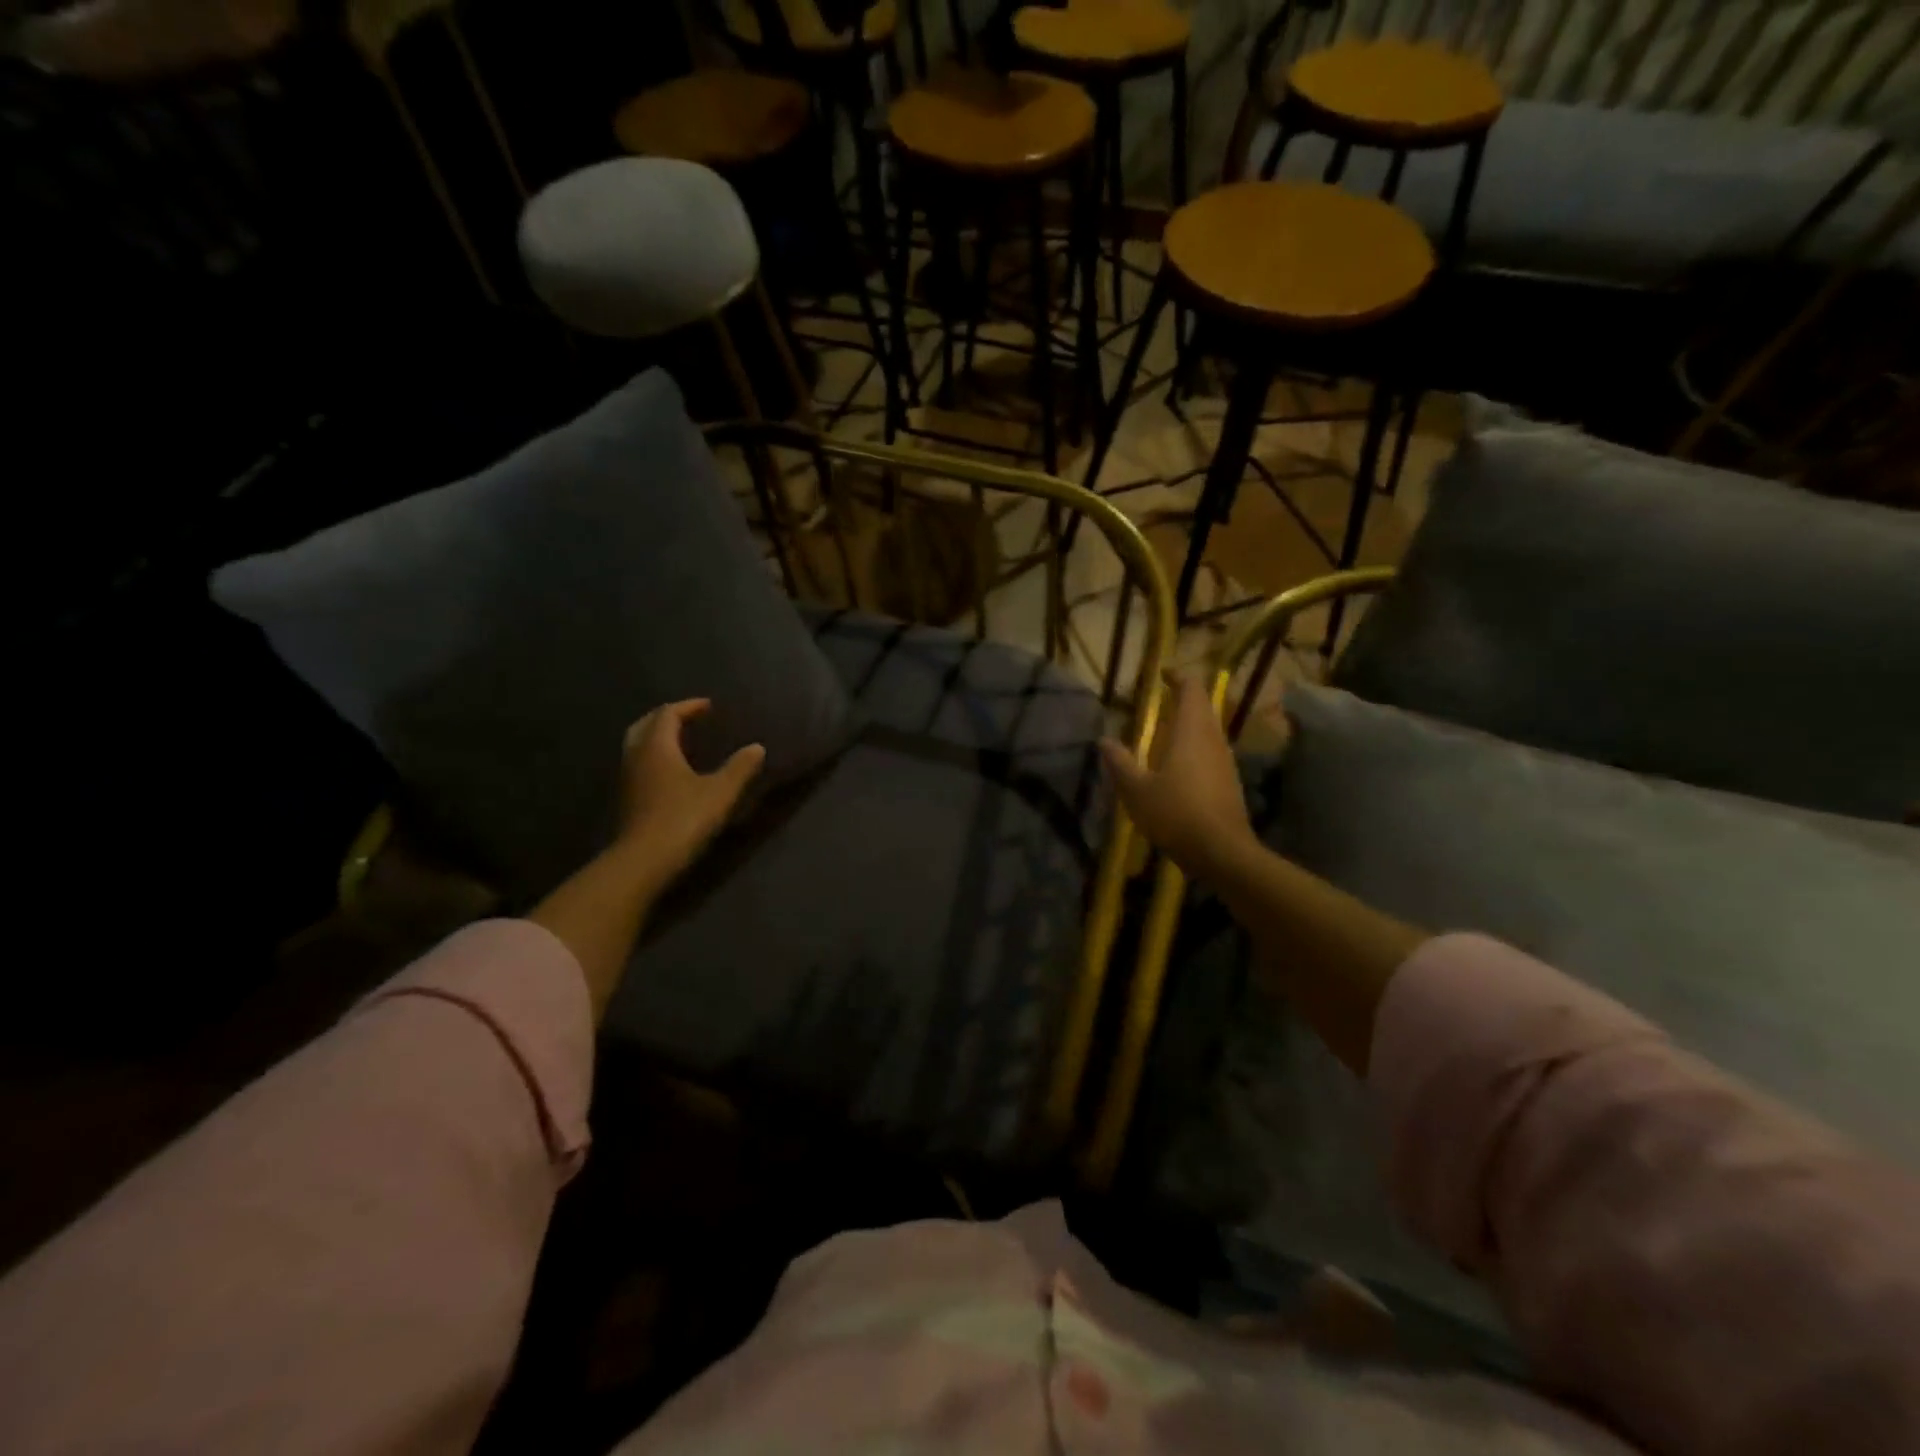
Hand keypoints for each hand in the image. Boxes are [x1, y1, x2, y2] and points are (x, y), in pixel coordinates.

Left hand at [616, 699, 765, 882]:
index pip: (668, 714)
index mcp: (657, 747)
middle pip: (645, 725)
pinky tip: (671, 771)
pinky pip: (639, 764)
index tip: (709, 706)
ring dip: (657, 737)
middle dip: (667, 717)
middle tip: (688, 718)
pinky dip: (654, 757)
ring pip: (638, 745)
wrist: (644, 861)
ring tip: (681, 741)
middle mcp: (637, 756)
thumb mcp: (720, 792)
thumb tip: (757, 747)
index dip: (689, 706)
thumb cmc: (683, 819)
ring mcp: (628, 778)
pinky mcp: (627, 799)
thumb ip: (739, 767)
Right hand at [1099, 671, 1256, 880]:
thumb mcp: (1136, 790)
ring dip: (1188, 726)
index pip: (1191, 688)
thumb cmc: (1176, 813)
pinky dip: (1194, 750)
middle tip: (1157, 704)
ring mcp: (1225, 761)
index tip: (1160, 676)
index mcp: (1191, 731)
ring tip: (1162, 735)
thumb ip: (1120, 763)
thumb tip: (1104, 740)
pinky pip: (1211, 753)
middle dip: (1182, 700)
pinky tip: (1177, 769)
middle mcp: (1213, 739)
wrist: (1222, 852)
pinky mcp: (1229, 782)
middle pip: (1203, 707)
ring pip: (1208, 731)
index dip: (1177, 677)